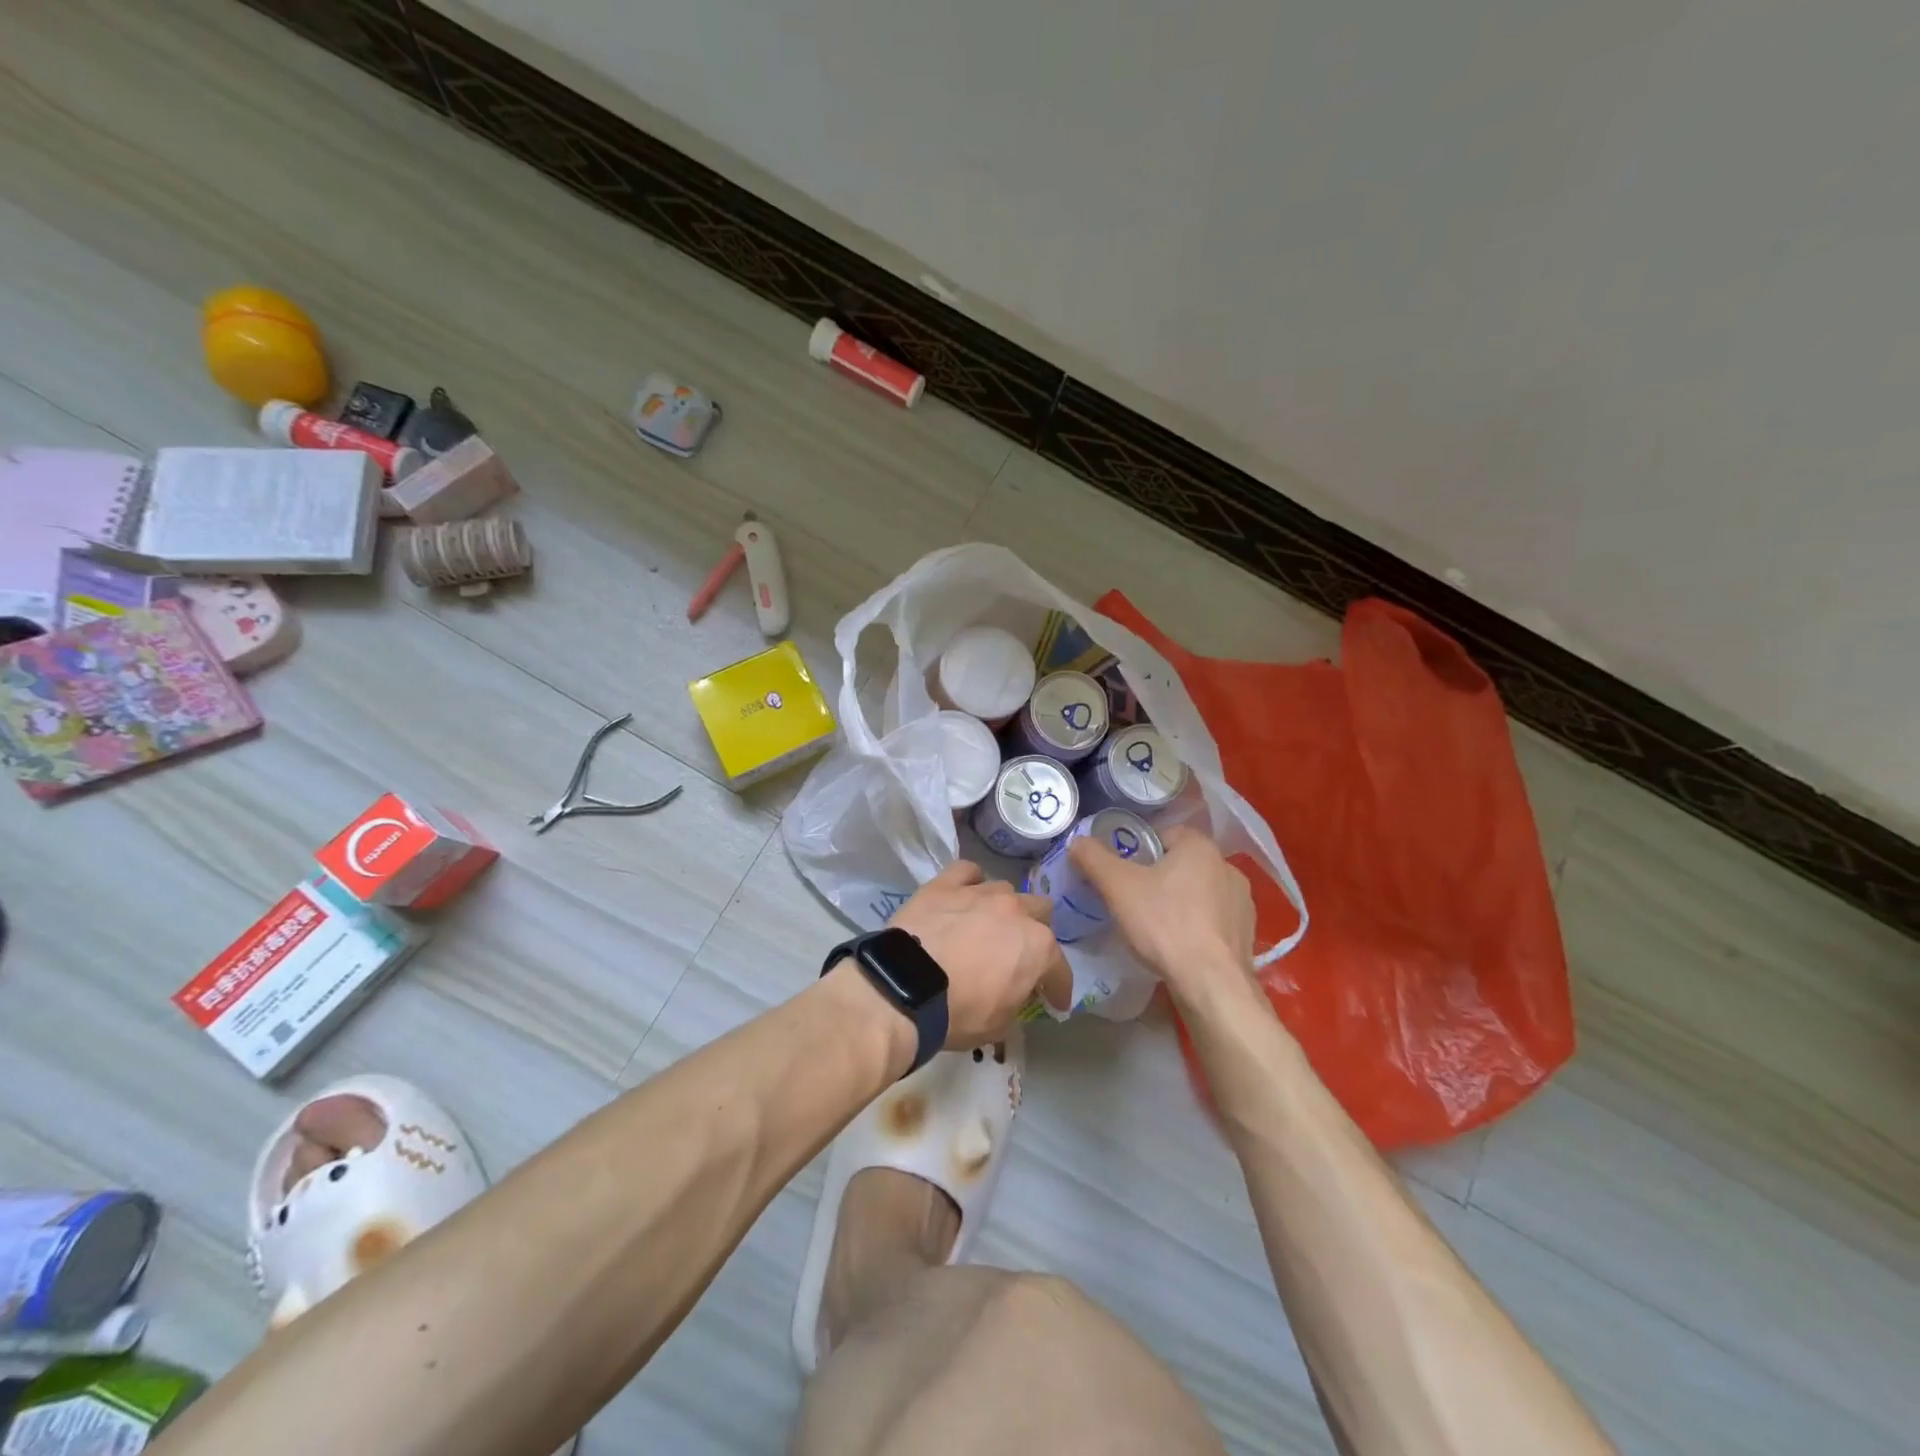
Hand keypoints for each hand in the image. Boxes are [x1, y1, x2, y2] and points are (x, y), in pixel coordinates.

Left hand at [889, 861, 1071, 1048]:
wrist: (905, 987)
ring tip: (988, 924)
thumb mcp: (999, 1025)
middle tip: (1019, 953)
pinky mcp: (946, 884)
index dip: (1058, 987)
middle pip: (1040, 911)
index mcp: (1037, 946)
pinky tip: (964, 894)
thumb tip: (1016, 993)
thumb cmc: (958, 1012)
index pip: (1059, 968)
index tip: (1054, 1001)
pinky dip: (970, 882)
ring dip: (1003, 908)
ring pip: (1005, 890)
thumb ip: (1017, 1002)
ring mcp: (980, 892)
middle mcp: (1015, 911)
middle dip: (1035, 932)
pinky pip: (967, 872)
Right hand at [1067, 825, 1254, 994]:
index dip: (1140, 852)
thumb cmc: (1163, 924)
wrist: (1211, 983)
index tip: (1124, 875)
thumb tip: (1077, 841)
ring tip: (1157, 928)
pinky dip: (1198, 926)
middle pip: (1181, 863)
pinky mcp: (1247, 931)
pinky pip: (1214, 919)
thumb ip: (1094, 859)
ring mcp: (1243, 900)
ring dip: (1181, 902)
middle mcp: (1227, 866)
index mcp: (1200, 846)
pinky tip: (1181, 946)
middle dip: (1159, 878)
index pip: (1164, 835)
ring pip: (1200, 891)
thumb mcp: (1117, 887)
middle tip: (1134, 901)